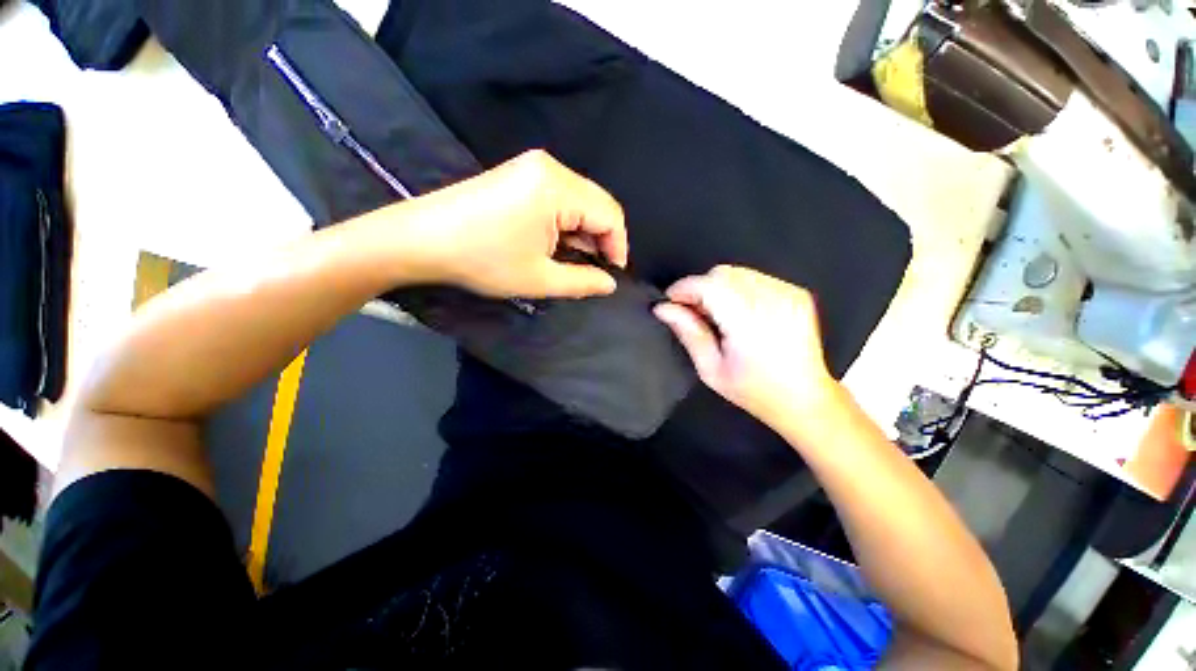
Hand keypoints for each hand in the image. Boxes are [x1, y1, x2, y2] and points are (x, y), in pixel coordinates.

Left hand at [398, 150, 627, 297]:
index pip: (610, 214)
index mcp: (558, 187)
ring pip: (580, 201)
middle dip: (602, 240)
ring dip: (584, 232)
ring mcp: (532, 167)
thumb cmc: (483, 261)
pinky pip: (560, 197)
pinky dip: (566, 223)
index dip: (618, 247)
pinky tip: (557, 244)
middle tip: (595, 271)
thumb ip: (583, 281)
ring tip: (575, 261)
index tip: (613, 275)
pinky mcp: (519, 174)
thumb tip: (610, 283)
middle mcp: (550, 167)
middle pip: (597, 204)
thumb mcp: (539, 279)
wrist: (420, 239)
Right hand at [653, 266, 837, 425]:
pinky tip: (739, 312)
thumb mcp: (711, 370)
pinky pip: (755, 277)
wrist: (806, 398)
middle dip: (700, 288)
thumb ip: (688, 333)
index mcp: (749, 323)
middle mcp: (772, 301)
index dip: (683, 289)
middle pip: (722, 273)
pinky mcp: (796, 292)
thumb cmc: (754, 391)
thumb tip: (663, 308)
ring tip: (718, 315)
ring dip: (719, 287)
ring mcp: (788, 293)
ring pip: (738, 272)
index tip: (670, 302)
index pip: (708, 286)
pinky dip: (738, 288)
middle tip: (694, 313)